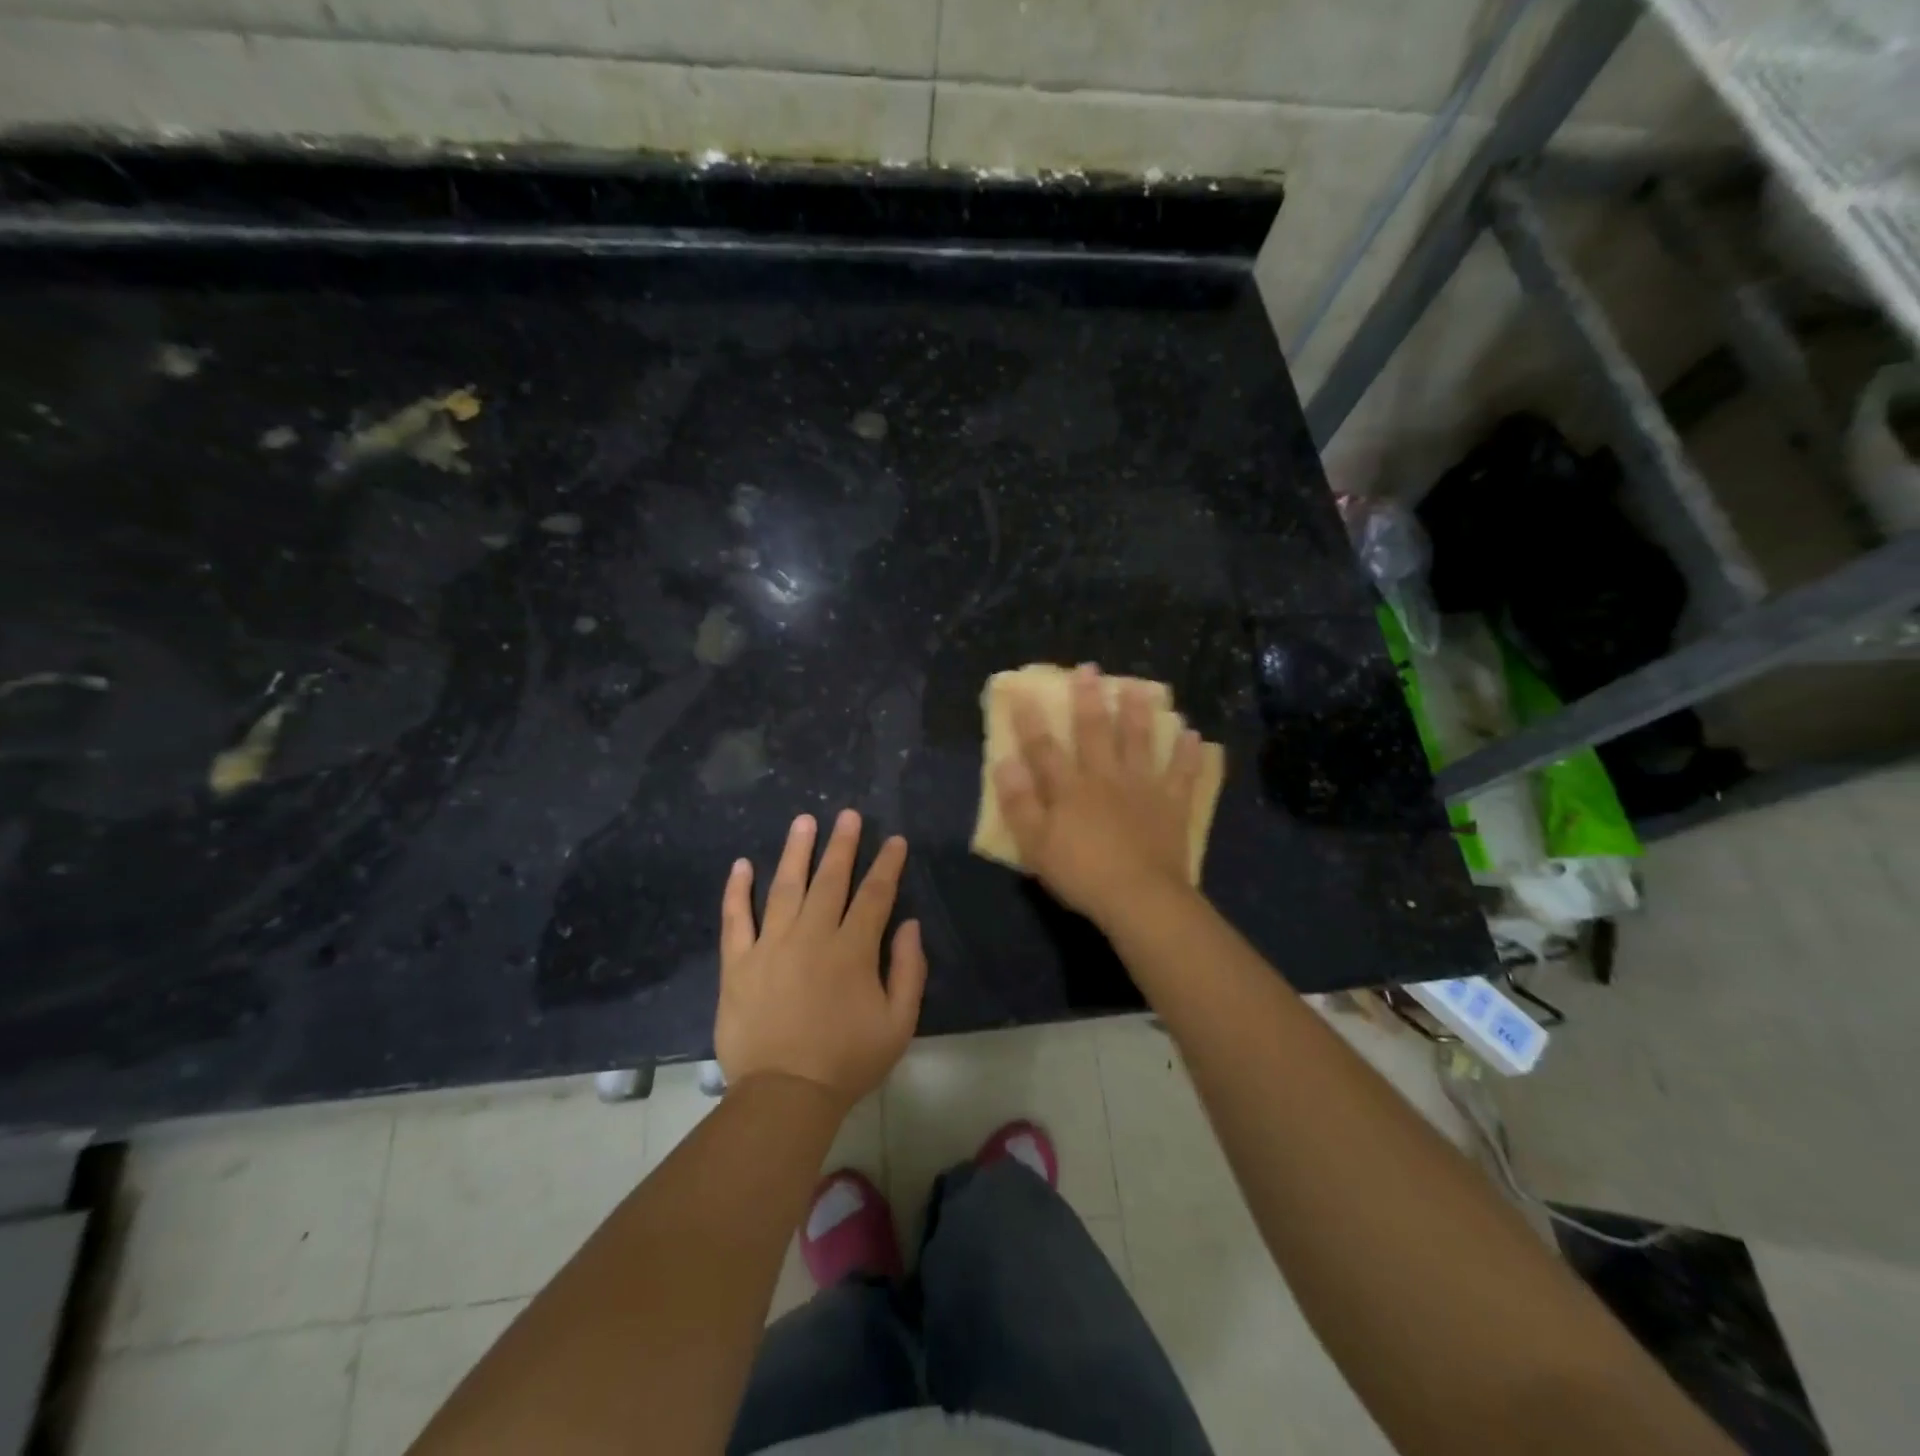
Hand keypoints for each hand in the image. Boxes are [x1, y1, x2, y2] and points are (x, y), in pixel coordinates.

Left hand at [715, 810, 926, 1108]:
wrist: (784, 1095)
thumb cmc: (847, 1061)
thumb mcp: (899, 1024)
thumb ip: (909, 970)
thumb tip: (910, 924)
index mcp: (852, 950)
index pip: (874, 895)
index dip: (887, 865)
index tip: (895, 841)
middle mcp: (811, 936)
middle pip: (830, 880)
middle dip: (843, 844)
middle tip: (848, 815)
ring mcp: (770, 946)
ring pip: (785, 887)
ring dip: (796, 851)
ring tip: (804, 821)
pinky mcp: (738, 963)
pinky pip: (735, 918)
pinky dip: (737, 890)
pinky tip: (741, 865)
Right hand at [993, 664, 1206, 925]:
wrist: (1139, 897)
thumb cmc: (1081, 874)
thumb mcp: (1035, 844)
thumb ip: (1019, 803)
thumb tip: (1004, 762)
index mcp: (1069, 788)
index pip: (1044, 748)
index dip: (1031, 721)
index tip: (1023, 691)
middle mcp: (1105, 776)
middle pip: (1095, 732)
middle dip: (1089, 699)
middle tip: (1090, 669)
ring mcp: (1142, 787)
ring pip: (1140, 741)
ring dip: (1139, 713)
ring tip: (1140, 687)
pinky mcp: (1172, 804)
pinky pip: (1182, 773)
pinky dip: (1187, 753)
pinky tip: (1192, 734)